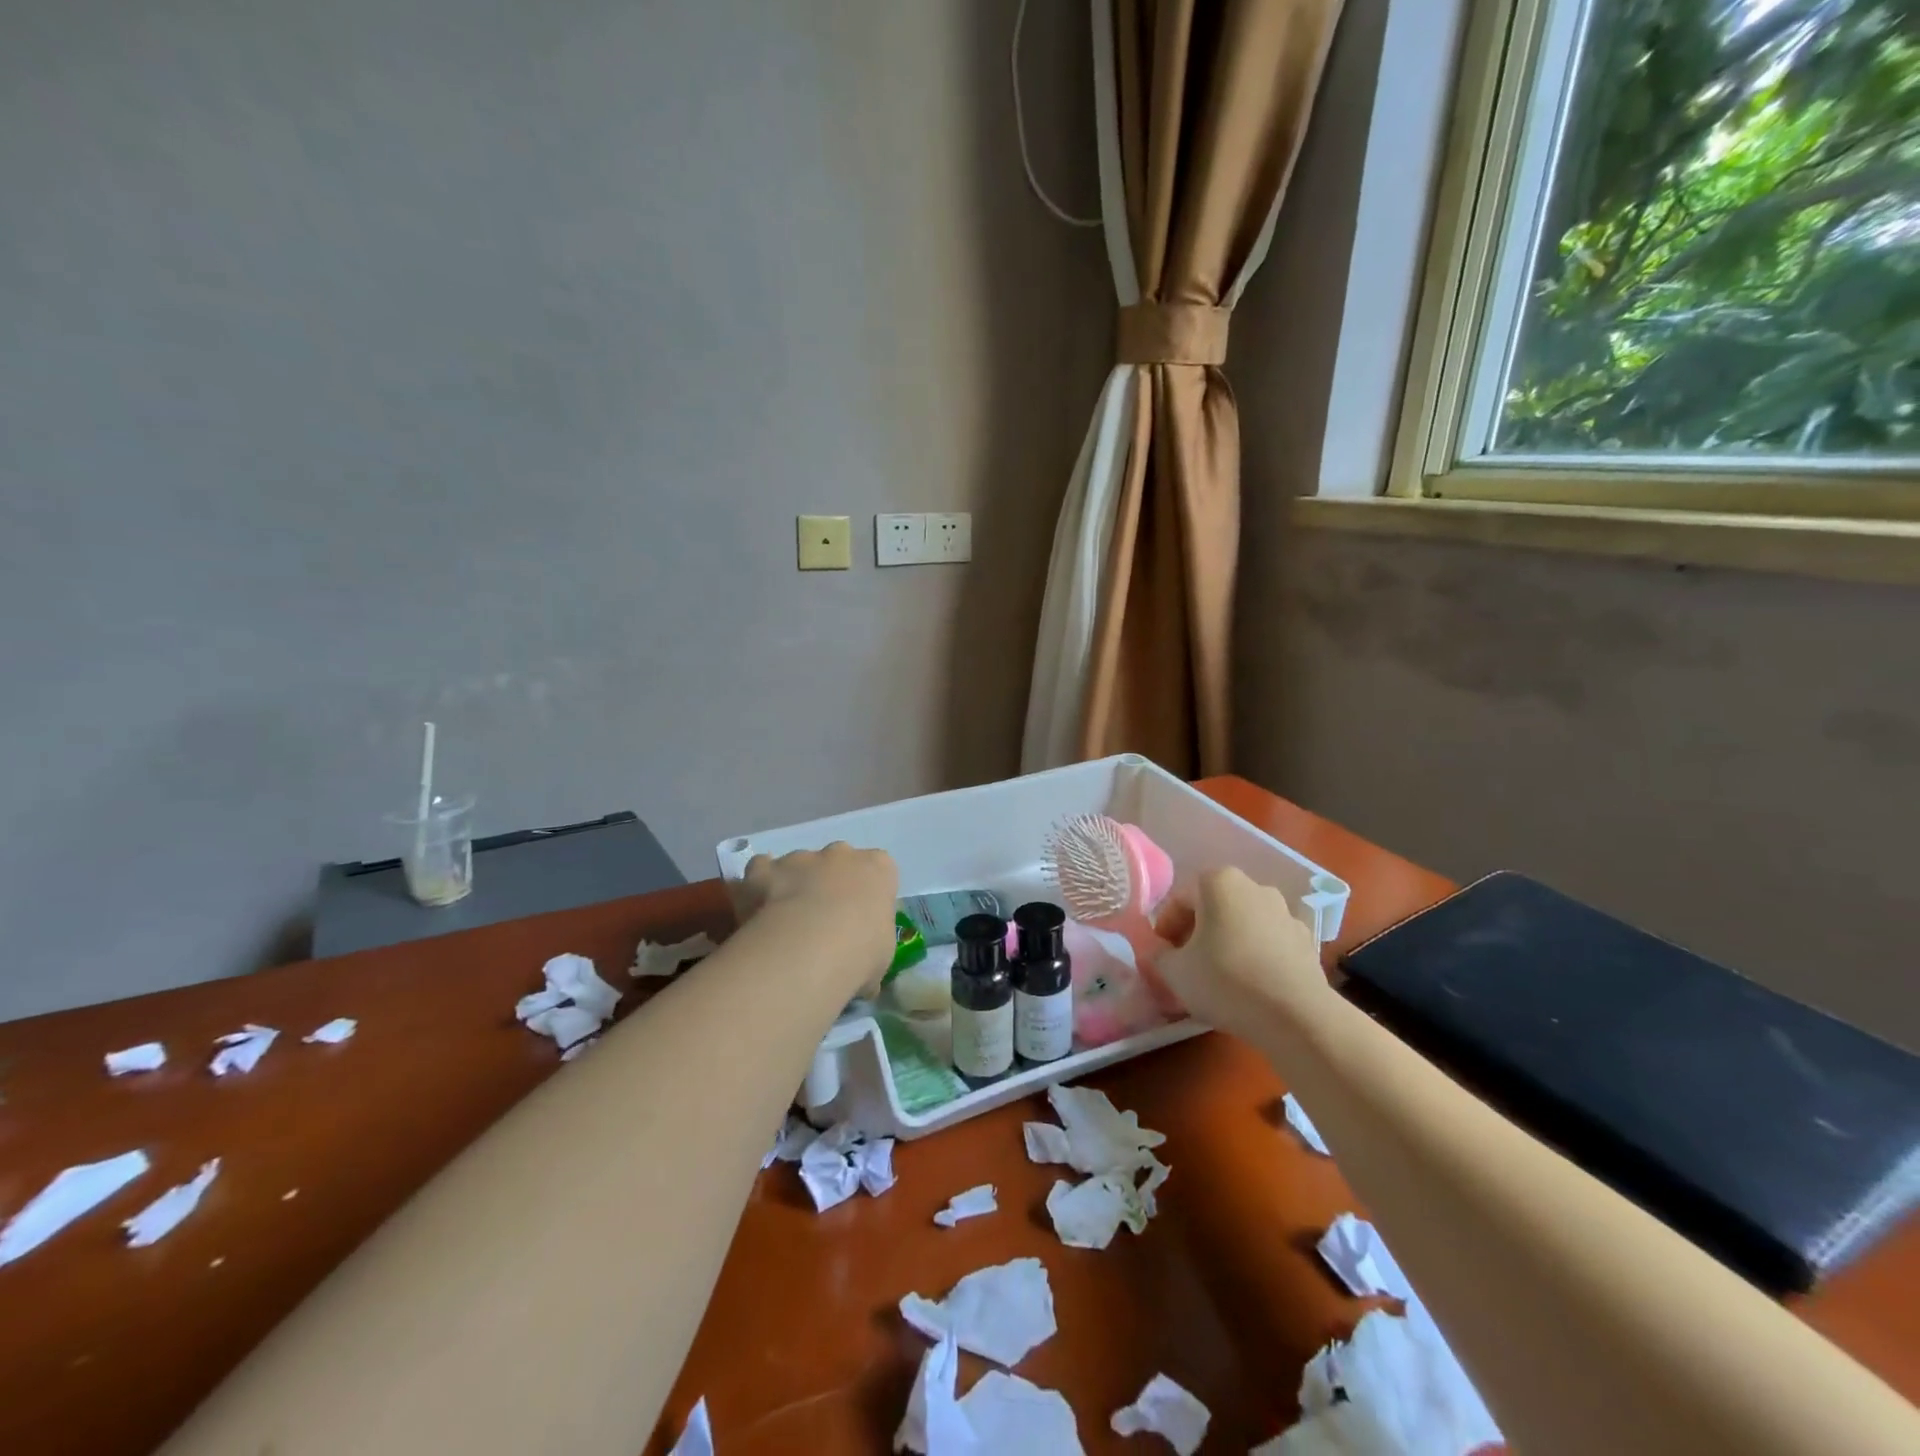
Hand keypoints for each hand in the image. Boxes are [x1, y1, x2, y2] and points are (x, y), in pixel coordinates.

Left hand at [734, 842, 898, 997]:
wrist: (809, 948)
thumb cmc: (860, 952)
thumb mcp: (881, 957)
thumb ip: (871, 947)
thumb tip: (861, 967)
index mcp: (878, 869)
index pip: (878, 871)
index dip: (868, 894)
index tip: (861, 921)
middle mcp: (840, 854)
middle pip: (837, 862)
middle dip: (831, 884)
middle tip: (824, 923)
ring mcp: (801, 857)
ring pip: (798, 865)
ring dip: (795, 887)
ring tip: (787, 927)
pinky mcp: (765, 868)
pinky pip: (761, 868)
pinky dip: (759, 884)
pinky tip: (757, 912)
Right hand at [1153, 867, 1331, 1037]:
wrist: (1297, 1016)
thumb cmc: (1225, 981)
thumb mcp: (1174, 972)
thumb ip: (1158, 956)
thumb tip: (1159, 952)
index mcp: (1218, 882)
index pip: (1179, 900)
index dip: (1165, 929)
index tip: (1162, 956)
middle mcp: (1254, 886)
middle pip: (1213, 908)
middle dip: (1196, 933)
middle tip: (1186, 965)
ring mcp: (1285, 912)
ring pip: (1242, 924)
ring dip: (1227, 943)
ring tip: (1220, 978)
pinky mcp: (1306, 940)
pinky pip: (1269, 943)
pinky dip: (1256, 956)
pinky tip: (1251, 986)